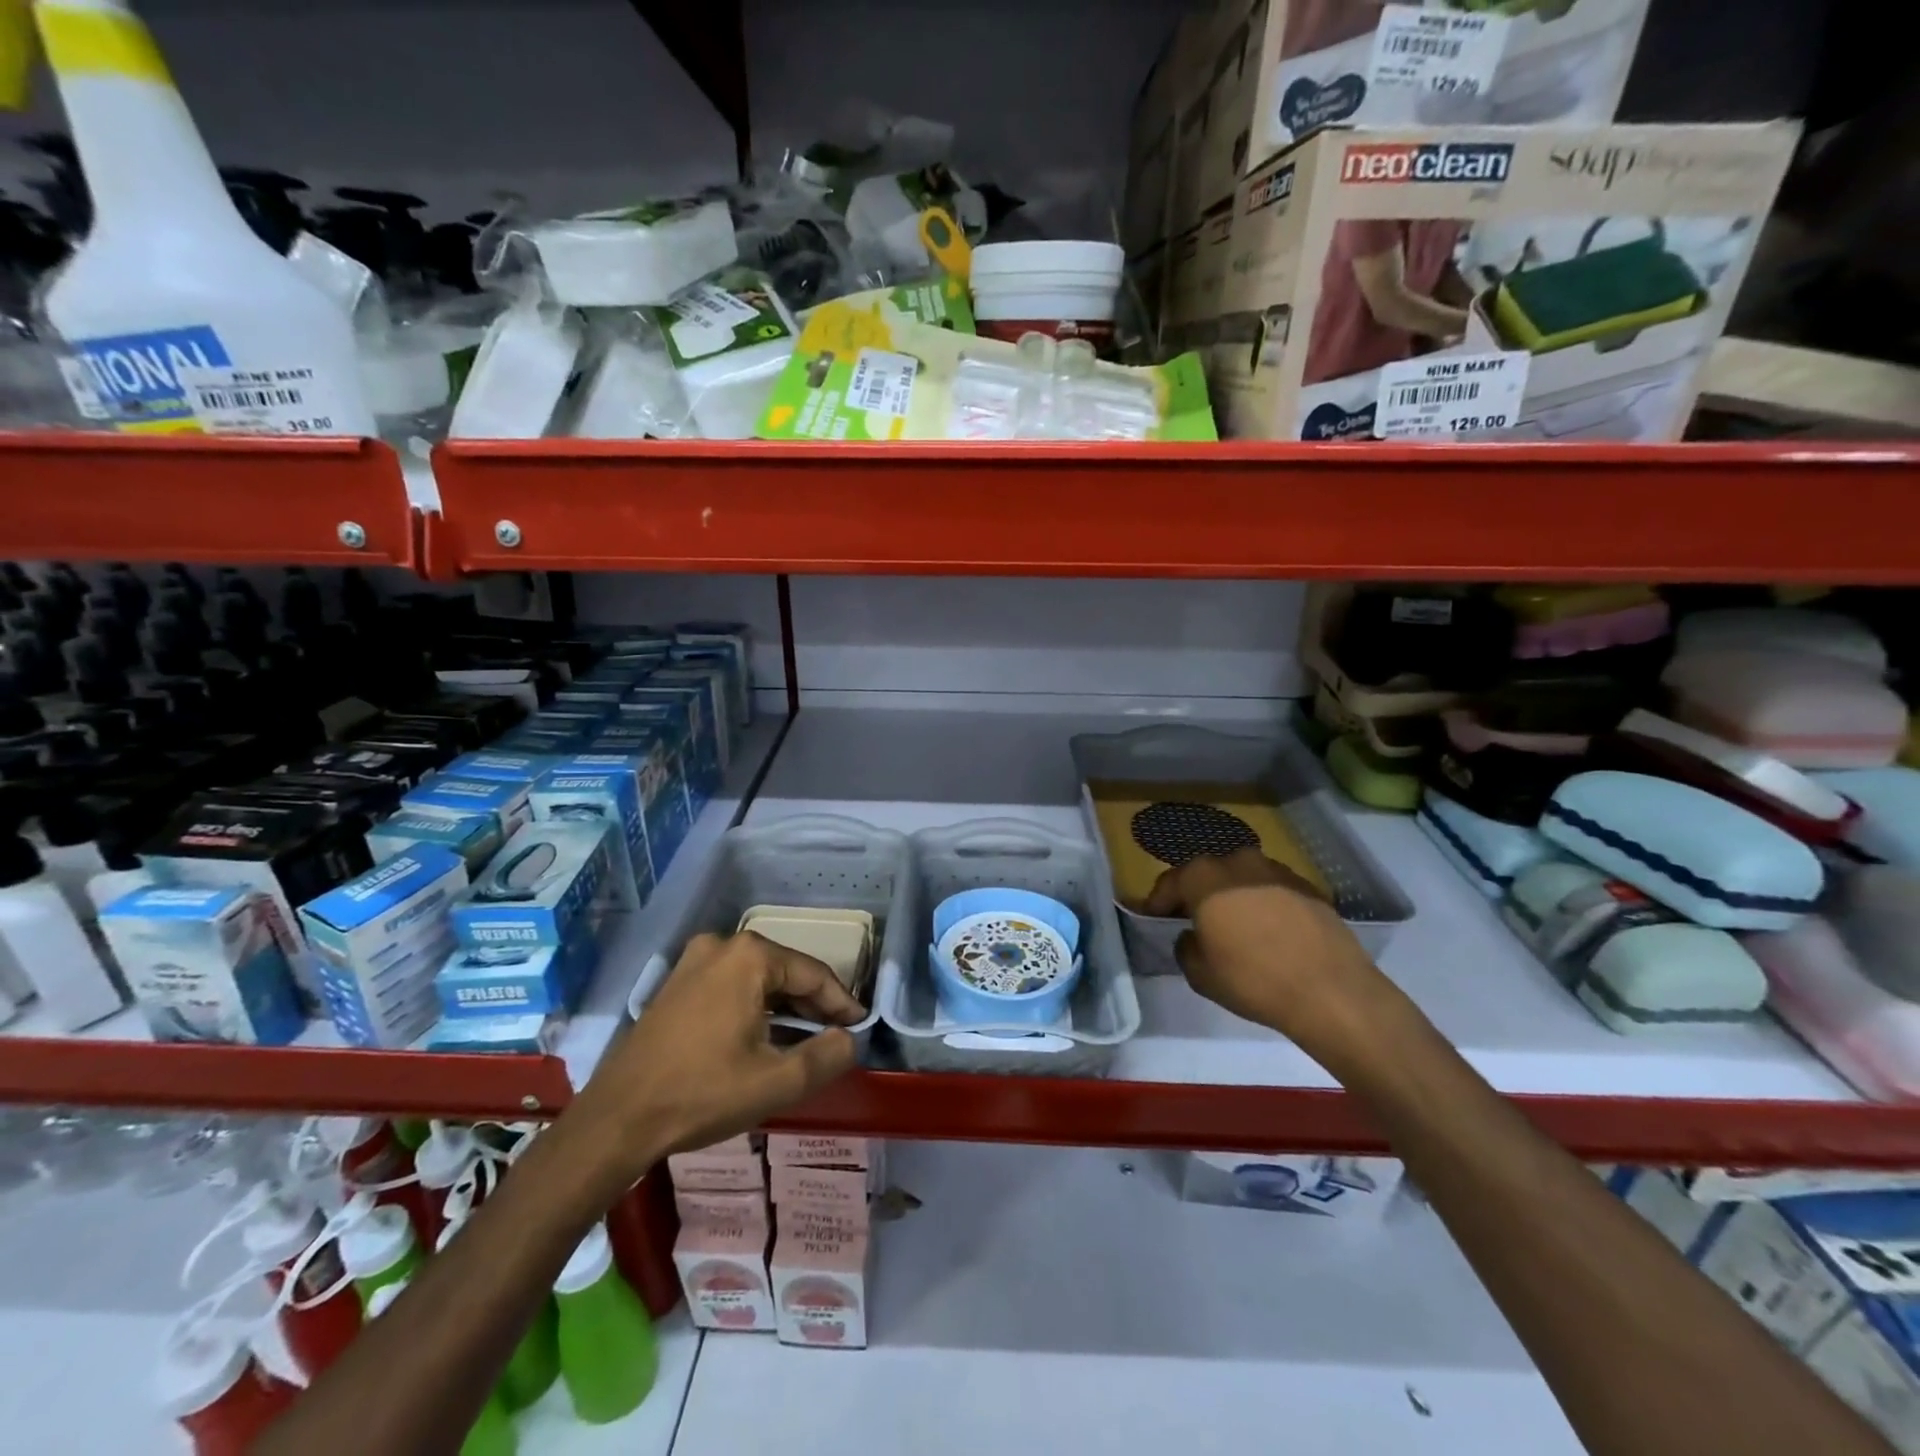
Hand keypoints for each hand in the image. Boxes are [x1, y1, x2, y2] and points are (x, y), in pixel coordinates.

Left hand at [571, 932, 863, 1185]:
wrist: (617, 1119)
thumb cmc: (701, 1094)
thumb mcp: (776, 1082)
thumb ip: (827, 1056)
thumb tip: (849, 1039)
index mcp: (750, 956)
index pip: (813, 975)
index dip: (842, 1003)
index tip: (860, 1028)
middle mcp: (722, 945)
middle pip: (785, 973)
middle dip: (813, 1005)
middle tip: (835, 1037)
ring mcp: (694, 961)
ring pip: (758, 980)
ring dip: (784, 1008)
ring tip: (805, 1041)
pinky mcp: (676, 983)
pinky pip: (731, 986)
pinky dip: (755, 1008)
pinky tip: (764, 1037)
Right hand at [1144, 848, 1402, 1065]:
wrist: (1332, 991)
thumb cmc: (1254, 980)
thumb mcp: (1200, 974)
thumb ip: (1185, 947)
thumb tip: (1192, 936)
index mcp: (1204, 877)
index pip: (1169, 883)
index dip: (1157, 902)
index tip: (1153, 918)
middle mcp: (1238, 862)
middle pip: (1206, 874)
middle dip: (1196, 894)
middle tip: (1193, 920)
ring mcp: (1276, 870)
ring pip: (1241, 878)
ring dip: (1232, 896)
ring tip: (1233, 925)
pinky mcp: (1308, 886)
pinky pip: (1271, 890)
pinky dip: (1262, 904)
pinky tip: (1268, 931)